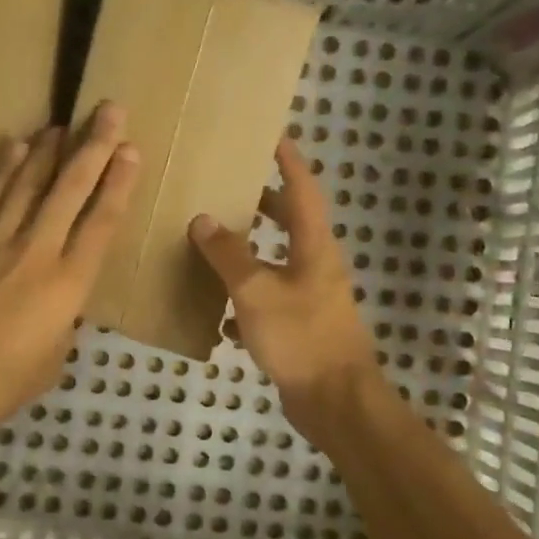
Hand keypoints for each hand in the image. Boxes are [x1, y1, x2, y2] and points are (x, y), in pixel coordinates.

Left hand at [0, 104, 139, 434]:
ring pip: (27, 184)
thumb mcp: (51, 360)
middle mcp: (36, 251)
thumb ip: (62, 324)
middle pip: (69, 189)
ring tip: (64, 123)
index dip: (118, 184)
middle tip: (109, 111)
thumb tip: (58, 307)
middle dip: (93, 147)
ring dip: (49, 150)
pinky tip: (14, 146)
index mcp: (68, 285)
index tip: (131, 151)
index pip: (101, 223)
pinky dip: (3, 169)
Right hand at [188, 138, 381, 441]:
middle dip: (264, 204)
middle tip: (230, 189)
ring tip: (213, 243)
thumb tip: (203, 219)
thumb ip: (229, 254)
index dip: (289, 162)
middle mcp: (316, 267)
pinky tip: (218, 313)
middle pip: (292, 224)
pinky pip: (268, 303)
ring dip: (249, 253)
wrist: (335, 402)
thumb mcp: (257, 291)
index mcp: (314, 247)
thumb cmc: (301, 337)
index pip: (303, 190)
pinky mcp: (300, 329)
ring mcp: (310, 299)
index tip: (273, 136)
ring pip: (277, 263)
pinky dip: (245, 301)